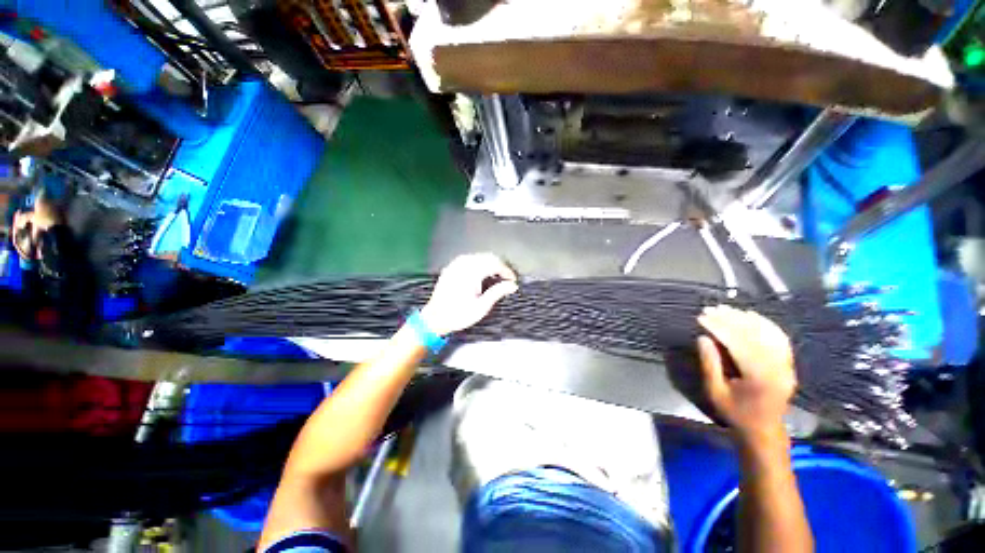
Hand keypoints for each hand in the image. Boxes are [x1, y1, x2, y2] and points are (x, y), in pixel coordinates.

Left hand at [420, 253, 517, 335]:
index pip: (495, 264)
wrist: (434, 319)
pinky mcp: (451, 268)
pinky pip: (469, 259)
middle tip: (506, 279)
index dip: (506, 271)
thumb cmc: (458, 315)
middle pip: (488, 257)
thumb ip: (498, 292)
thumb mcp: (481, 307)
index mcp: (471, 273)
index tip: (513, 280)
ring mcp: (455, 264)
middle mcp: (463, 264)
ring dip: (490, 264)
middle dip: (499, 266)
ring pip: (479, 256)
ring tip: (496, 276)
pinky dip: (479, 263)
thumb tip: (513, 285)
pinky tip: (481, 274)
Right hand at [696, 305, 795, 440]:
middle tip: (711, 309)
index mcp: (759, 378)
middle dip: (731, 319)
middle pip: (754, 335)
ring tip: (727, 309)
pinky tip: (751, 316)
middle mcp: (778, 369)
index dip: (719, 328)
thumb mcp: (715, 392)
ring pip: (768, 333)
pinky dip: (765, 324)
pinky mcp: (788, 364)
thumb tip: (702, 338)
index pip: (738, 344)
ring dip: (746, 318)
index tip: (701, 317)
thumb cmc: (735, 413)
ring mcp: (786, 366)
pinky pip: (779, 338)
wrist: (764, 431)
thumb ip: (710, 365)